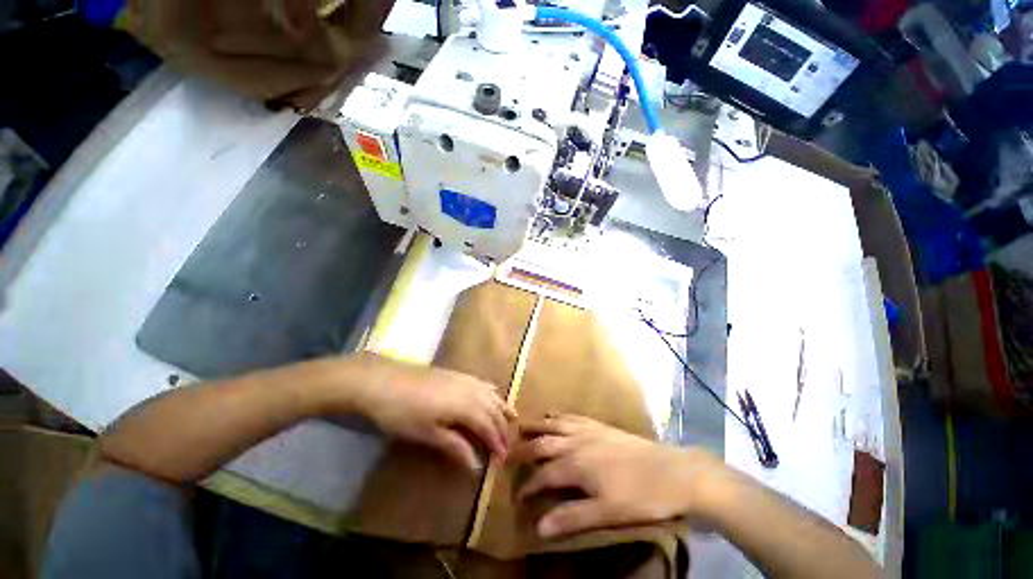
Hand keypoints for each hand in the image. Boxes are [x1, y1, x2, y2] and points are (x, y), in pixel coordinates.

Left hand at [349, 354, 515, 469]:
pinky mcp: (456, 374)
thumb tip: (476, 465)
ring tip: (512, 418)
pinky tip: (492, 393)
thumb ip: (455, 446)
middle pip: (493, 409)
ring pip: (491, 393)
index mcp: (466, 406)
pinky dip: (492, 391)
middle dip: (502, 427)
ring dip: (502, 407)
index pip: (489, 426)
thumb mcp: (427, 434)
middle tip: (507, 445)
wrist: (383, 381)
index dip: (497, 442)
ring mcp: (464, 379)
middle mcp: (471, 390)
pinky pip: (482, 383)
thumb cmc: (403, 412)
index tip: (502, 459)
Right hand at [511, 415, 719, 538]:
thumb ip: (572, 517)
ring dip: (536, 425)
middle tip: (507, 452)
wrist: (672, 472)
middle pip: (543, 443)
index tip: (517, 495)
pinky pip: (572, 416)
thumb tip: (539, 526)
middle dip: (523, 448)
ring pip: (554, 424)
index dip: (528, 485)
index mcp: (576, 464)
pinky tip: (554, 415)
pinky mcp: (600, 425)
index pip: (543, 474)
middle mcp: (576, 441)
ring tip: (521, 426)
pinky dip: (558, 415)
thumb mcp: (607, 513)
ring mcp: (588, 430)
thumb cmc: (640, 496)